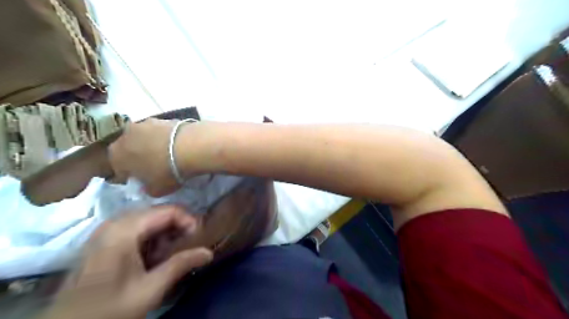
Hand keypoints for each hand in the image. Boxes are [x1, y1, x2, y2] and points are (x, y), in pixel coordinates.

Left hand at [40, 206, 212, 318]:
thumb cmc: (108, 309)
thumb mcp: (150, 289)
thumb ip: (181, 265)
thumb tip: (209, 252)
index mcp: (125, 230)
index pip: (168, 211)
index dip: (189, 220)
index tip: (199, 237)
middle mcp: (115, 222)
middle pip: (159, 213)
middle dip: (178, 227)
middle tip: (189, 245)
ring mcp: (108, 230)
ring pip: (149, 220)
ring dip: (166, 233)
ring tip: (172, 253)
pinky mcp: (105, 239)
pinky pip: (137, 228)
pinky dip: (152, 238)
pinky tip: (154, 256)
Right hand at [109, 119, 180, 194]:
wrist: (190, 146)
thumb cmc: (167, 172)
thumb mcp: (155, 190)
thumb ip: (147, 188)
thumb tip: (147, 185)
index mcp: (116, 154)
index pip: (119, 167)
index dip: (131, 175)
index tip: (143, 180)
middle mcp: (126, 134)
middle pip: (131, 148)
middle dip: (140, 156)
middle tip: (155, 166)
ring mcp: (146, 123)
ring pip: (146, 137)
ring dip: (153, 144)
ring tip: (169, 154)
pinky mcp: (165, 118)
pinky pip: (163, 131)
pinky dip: (167, 138)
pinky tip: (178, 145)